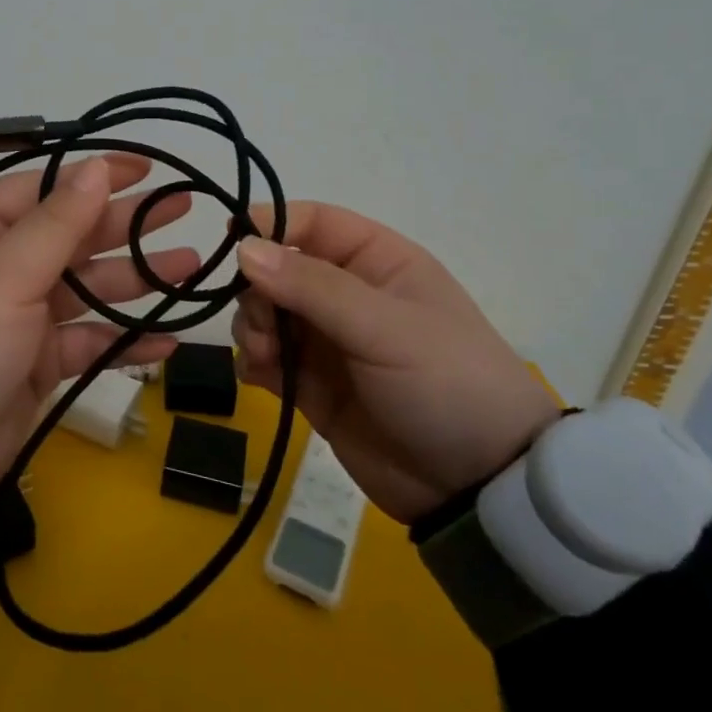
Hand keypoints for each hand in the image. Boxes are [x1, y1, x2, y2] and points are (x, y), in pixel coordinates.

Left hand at [0, 156, 196, 488]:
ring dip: (135, 280)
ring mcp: (18, 315)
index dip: (93, 176)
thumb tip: (97, 167)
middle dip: (125, 225)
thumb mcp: (4, 273)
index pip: (42, 188)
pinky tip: (166, 340)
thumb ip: (58, 222)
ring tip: (190, 268)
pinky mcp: (35, 362)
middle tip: (183, 209)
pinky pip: (86, 342)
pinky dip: (122, 341)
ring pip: (86, 288)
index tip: (146, 168)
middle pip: (71, 236)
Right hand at [231, 203, 559, 522]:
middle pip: (276, 268)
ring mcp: (326, 340)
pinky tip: (262, 378)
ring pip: (263, 312)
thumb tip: (243, 246)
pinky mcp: (311, 384)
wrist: (479, 489)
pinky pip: (264, 358)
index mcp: (376, 261)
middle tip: (263, 324)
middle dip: (257, 291)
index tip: (231, 241)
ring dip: (252, 326)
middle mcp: (346, 293)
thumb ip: (311, 286)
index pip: (312, 222)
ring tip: (267, 356)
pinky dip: (253, 361)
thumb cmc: (445, 385)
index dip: (270, 223)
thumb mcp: (384, 328)